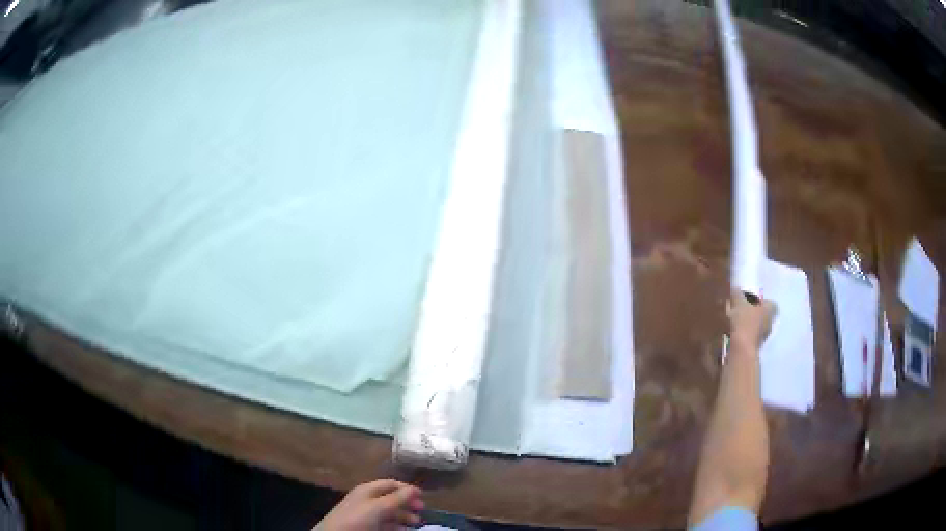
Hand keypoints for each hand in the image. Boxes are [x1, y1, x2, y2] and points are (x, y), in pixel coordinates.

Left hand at [315, 479, 423, 530]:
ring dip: (404, 517)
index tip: (423, 497)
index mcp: (368, 490)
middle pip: (391, 499)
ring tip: (416, 524)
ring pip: (389, 513)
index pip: (391, 484)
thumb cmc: (357, 518)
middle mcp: (367, 500)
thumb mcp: (378, 507)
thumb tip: (415, 488)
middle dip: (407, 504)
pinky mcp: (366, 527)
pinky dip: (396, 526)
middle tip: (422, 512)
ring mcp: (366, 514)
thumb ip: (397, 498)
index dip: (407, 489)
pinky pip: (384, 524)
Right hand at [727, 290, 776, 348]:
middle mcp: (770, 323)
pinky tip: (733, 333)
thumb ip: (737, 294)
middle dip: (754, 313)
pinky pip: (750, 337)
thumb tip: (735, 288)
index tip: (752, 300)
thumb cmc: (744, 322)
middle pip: (764, 315)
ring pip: (757, 327)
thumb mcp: (738, 303)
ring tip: (735, 322)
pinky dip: (744, 335)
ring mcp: (763, 337)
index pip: (771, 303)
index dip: (762, 301)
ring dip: (749, 325)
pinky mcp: (754, 348)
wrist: (741, 350)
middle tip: (742, 310)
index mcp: (770, 309)